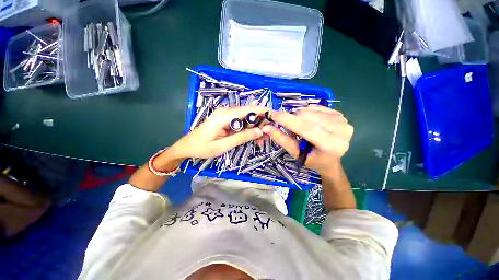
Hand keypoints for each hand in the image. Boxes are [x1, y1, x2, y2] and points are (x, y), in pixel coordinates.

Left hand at [170, 106, 267, 158]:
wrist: (186, 146)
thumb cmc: (202, 147)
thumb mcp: (223, 145)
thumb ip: (241, 137)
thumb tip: (259, 131)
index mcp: (224, 115)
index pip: (248, 109)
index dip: (262, 111)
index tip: (274, 116)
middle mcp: (226, 111)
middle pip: (248, 112)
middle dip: (260, 122)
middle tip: (266, 136)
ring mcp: (225, 114)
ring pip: (245, 117)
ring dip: (255, 126)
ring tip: (260, 139)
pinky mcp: (225, 119)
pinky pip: (240, 121)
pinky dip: (248, 128)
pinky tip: (252, 136)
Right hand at [261, 105, 353, 174]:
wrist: (331, 161)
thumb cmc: (313, 161)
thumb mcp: (295, 153)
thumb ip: (281, 139)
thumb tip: (266, 127)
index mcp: (331, 145)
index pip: (305, 128)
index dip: (286, 120)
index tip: (271, 114)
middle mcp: (341, 131)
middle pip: (307, 116)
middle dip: (293, 120)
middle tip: (292, 131)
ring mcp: (343, 120)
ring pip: (310, 110)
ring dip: (300, 118)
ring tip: (302, 129)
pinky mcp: (341, 114)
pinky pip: (316, 107)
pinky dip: (308, 114)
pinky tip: (311, 124)